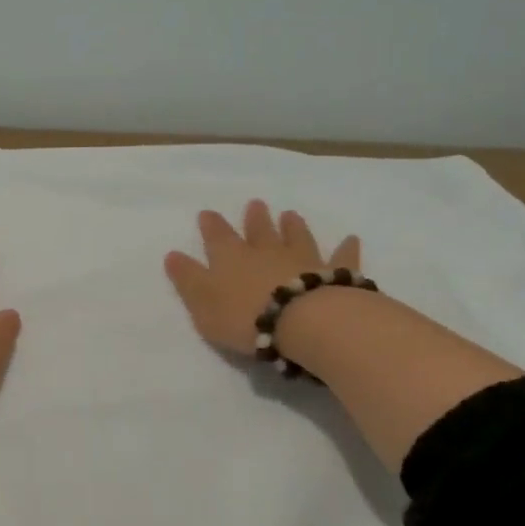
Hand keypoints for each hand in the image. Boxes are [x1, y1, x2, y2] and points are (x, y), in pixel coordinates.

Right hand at [165, 202, 361, 357]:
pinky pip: (341, 258)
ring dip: (292, 226)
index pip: (217, 237)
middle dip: (255, 218)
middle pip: (259, 231)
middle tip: (255, 204)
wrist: (303, 321)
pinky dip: (345, 248)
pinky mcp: (334, 274)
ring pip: (296, 237)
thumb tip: (172, 255)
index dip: (211, 226)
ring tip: (290, 214)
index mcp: (231, 258)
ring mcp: (302, 260)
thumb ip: (188, 279)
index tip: (207, 213)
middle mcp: (266, 252)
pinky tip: (351, 239)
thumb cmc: (244, 315)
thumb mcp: (202, 302)